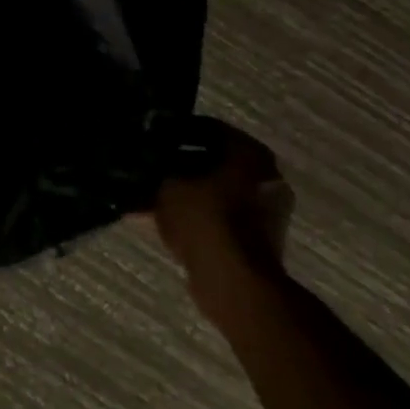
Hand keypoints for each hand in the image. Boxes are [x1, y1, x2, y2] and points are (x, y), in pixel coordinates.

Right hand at [136, 122, 292, 324]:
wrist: (234, 281)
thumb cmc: (204, 220)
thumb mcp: (167, 185)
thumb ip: (157, 169)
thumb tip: (143, 160)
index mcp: (251, 153)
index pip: (208, 128)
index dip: (175, 130)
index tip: (150, 136)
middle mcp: (265, 175)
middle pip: (213, 160)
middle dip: (179, 164)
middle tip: (148, 165)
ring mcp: (266, 209)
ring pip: (215, 189)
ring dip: (185, 191)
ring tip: (148, 194)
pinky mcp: (258, 237)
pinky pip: (219, 215)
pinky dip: (195, 214)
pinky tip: (160, 218)